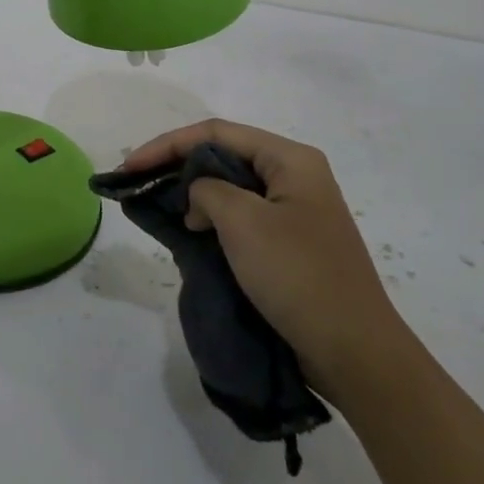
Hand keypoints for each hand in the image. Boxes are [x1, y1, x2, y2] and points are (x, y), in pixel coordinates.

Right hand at [122, 119, 406, 398]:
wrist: (353, 351)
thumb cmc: (298, 276)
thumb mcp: (243, 222)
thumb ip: (207, 190)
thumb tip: (199, 197)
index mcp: (291, 160)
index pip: (216, 133)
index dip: (167, 144)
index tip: (130, 167)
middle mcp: (295, 176)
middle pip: (223, 155)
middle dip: (178, 166)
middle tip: (138, 184)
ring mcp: (295, 211)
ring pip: (231, 187)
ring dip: (194, 194)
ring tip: (158, 208)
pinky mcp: (290, 242)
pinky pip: (242, 217)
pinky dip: (212, 219)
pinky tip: (189, 232)